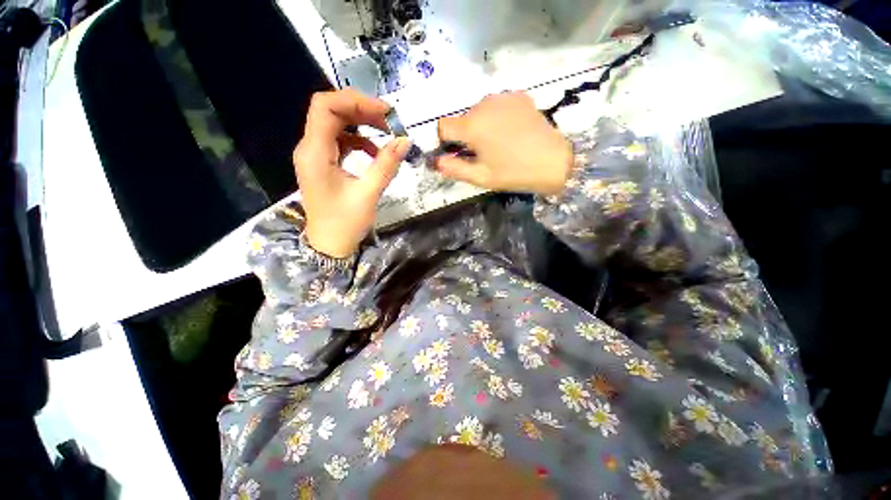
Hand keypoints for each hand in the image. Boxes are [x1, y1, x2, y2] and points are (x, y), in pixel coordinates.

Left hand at [294, 89, 411, 257]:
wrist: (330, 244)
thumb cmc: (346, 223)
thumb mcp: (368, 194)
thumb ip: (386, 165)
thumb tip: (405, 140)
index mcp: (314, 153)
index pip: (325, 107)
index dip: (355, 101)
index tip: (385, 111)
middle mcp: (310, 148)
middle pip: (332, 112)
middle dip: (363, 111)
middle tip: (391, 122)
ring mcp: (315, 155)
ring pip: (337, 125)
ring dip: (362, 124)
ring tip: (387, 133)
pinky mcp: (324, 163)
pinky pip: (340, 141)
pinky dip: (359, 141)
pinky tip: (374, 152)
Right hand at [436, 92, 572, 195]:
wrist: (554, 162)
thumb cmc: (513, 173)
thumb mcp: (480, 177)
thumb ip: (454, 168)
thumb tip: (436, 161)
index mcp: (472, 125)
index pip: (443, 126)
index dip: (445, 141)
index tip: (457, 153)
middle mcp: (483, 104)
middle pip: (462, 118)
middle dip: (465, 135)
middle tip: (482, 154)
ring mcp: (503, 97)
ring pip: (479, 111)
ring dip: (481, 125)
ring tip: (498, 143)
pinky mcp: (518, 95)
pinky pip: (497, 105)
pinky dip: (497, 117)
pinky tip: (511, 131)